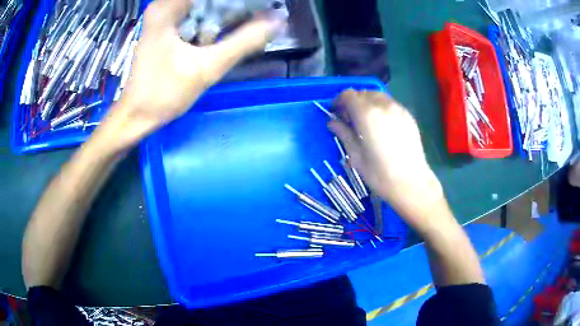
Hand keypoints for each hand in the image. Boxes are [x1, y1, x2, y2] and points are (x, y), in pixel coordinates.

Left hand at [99, 0, 283, 151]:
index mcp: (167, 7)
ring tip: (246, 22)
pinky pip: (195, 13)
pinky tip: (224, 30)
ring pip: (203, 5)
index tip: (259, 8)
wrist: (136, 115)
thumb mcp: (207, 68)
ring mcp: (162, 14)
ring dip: (224, 12)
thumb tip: (278, 21)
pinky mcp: (164, 25)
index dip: (238, 2)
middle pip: (208, 0)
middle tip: (258, 14)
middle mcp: (163, 4)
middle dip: (232, 7)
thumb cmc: (163, 94)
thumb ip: (244, 42)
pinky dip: (212, 19)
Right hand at [329, 90, 443, 229]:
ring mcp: (399, 109)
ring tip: (366, 121)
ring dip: (367, 103)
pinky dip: (381, 108)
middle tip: (349, 119)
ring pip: (378, 96)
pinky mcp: (408, 116)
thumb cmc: (380, 174)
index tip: (335, 112)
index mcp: (367, 115)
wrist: (412, 183)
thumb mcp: (356, 156)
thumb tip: (332, 122)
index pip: (349, 95)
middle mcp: (383, 106)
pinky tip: (382, 125)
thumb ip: (343, 134)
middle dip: (353, 102)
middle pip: (363, 93)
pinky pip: (391, 104)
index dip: (339, 101)